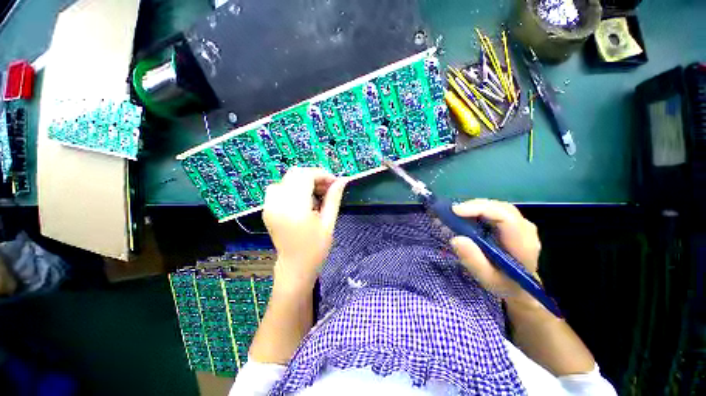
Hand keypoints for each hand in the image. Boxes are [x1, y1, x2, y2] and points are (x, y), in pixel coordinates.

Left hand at [262, 167, 347, 293]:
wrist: (295, 267)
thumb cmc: (316, 248)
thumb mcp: (329, 223)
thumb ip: (334, 198)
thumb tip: (342, 180)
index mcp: (295, 208)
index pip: (306, 176)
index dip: (322, 174)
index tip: (334, 183)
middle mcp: (278, 203)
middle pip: (295, 173)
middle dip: (314, 176)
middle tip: (327, 188)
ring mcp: (269, 206)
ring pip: (286, 179)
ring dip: (303, 181)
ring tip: (315, 195)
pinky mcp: (267, 209)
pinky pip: (279, 188)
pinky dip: (292, 187)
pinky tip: (302, 200)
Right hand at [450, 199, 541, 303]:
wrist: (519, 286)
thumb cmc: (503, 284)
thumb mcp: (487, 278)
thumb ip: (473, 260)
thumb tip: (456, 239)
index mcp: (523, 244)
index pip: (505, 217)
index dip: (480, 209)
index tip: (455, 211)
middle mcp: (525, 229)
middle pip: (500, 208)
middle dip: (474, 206)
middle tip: (451, 212)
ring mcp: (520, 224)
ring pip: (496, 206)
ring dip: (474, 207)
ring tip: (455, 214)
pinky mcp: (512, 223)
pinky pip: (494, 210)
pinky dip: (477, 210)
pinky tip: (465, 216)